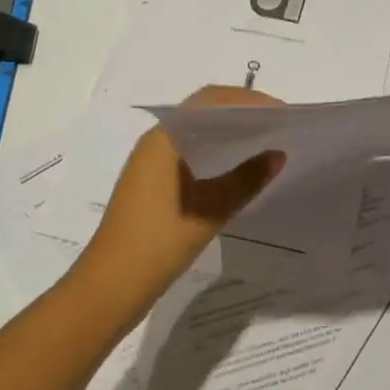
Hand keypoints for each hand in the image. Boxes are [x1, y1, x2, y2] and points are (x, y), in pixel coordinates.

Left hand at [70, 86, 284, 320]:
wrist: (108, 289)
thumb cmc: (157, 243)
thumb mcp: (210, 211)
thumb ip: (246, 179)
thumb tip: (278, 155)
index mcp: (163, 139)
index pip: (209, 101)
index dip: (248, 100)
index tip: (280, 111)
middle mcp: (155, 142)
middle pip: (202, 111)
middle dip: (240, 112)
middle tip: (277, 124)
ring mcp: (151, 163)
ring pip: (196, 132)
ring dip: (228, 131)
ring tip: (264, 140)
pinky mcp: (153, 183)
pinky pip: (189, 152)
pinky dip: (216, 150)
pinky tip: (237, 167)